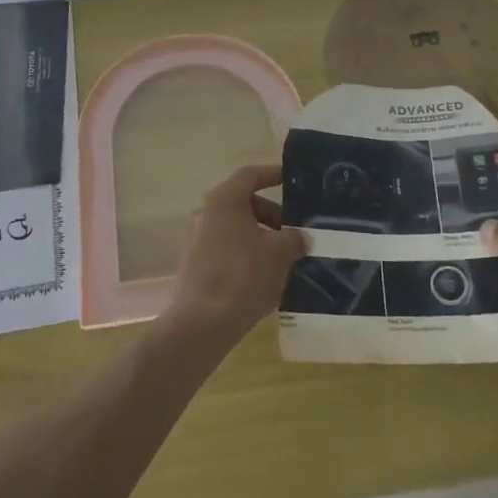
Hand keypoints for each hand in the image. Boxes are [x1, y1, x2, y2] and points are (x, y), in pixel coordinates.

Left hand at [165, 164, 307, 346]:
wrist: (202, 323)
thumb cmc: (243, 275)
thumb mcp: (280, 253)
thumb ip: (295, 238)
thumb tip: (300, 237)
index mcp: (224, 200)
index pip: (251, 175)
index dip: (273, 174)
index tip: (293, 180)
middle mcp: (206, 214)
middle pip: (245, 204)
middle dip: (273, 216)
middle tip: (296, 234)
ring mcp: (198, 240)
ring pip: (238, 229)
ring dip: (262, 239)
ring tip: (286, 259)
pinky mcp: (197, 265)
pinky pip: (228, 250)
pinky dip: (248, 256)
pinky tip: (267, 278)